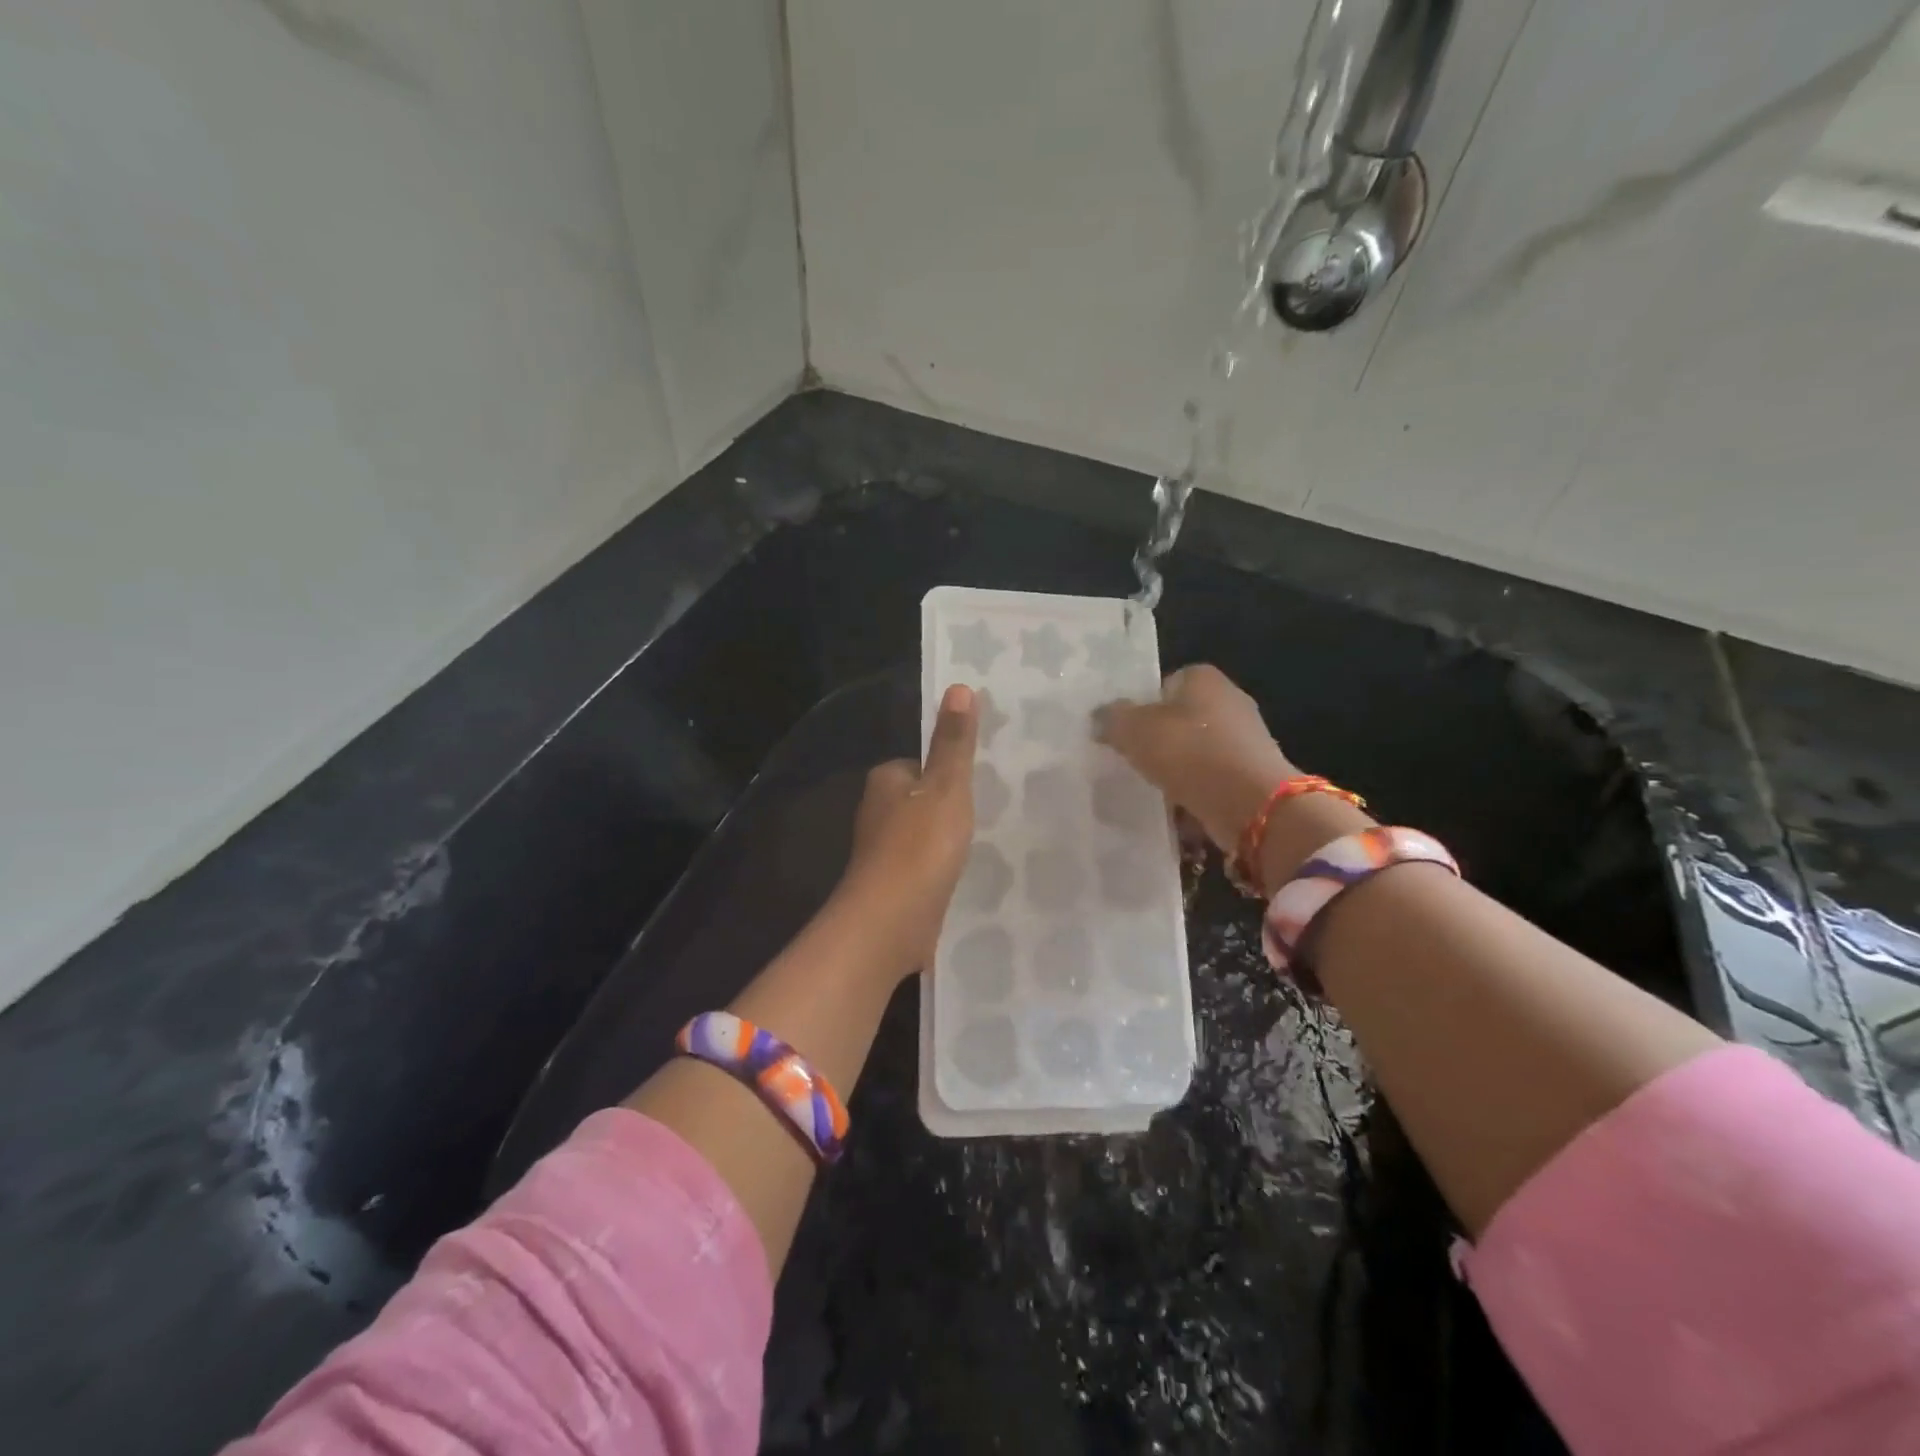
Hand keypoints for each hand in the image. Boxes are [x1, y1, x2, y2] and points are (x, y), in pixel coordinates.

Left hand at [834, 683, 979, 976]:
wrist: (890, 923)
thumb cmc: (920, 846)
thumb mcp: (947, 787)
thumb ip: (954, 742)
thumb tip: (957, 686)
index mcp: (885, 781)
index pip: (918, 763)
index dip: (947, 771)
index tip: (978, 781)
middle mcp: (877, 813)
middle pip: (920, 799)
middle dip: (947, 807)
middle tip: (987, 813)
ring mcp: (882, 853)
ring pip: (921, 834)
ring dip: (944, 840)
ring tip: (980, 844)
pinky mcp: (891, 886)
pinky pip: (922, 866)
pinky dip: (939, 869)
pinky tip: (961, 877)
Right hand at [1094, 664, 1298, 853]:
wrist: (1251, 805)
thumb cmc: (1190, 753)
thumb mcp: (1134, 730)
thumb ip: (1112, 719)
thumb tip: (1099, 717)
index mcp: (1203, 678)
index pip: (1163, 684)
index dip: (1140, 706)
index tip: (1123, 732)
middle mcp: (1229, 701)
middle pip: (1180, 719)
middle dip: (1158, 740)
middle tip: (1130, 760)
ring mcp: (1244, 739)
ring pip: (1195, 751)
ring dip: (1175, 769)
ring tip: (1149, 787)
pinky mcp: (1251, 775)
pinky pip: (1210, 780)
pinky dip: (1193, 792)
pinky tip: (1174, 808)